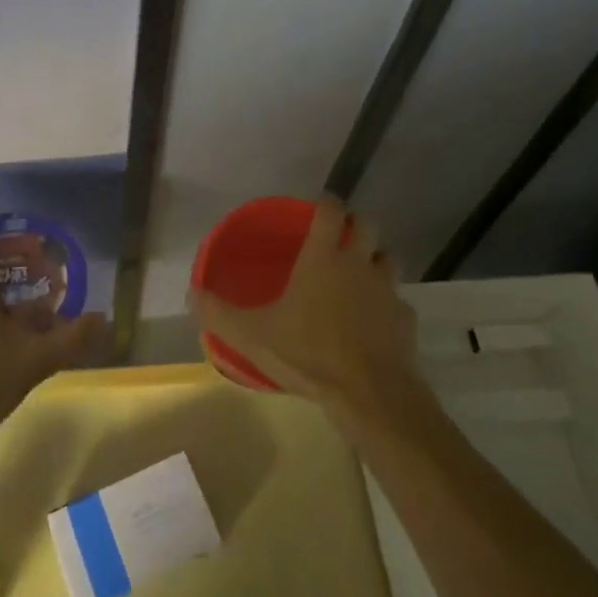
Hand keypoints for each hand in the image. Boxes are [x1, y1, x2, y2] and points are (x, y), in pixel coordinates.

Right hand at [189, 197, 416, 409]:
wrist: (370, 394)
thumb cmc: (308, 354)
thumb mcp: (251, 336)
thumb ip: (218, 313)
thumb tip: (191, 292)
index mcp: (324, 257)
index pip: (332, 210)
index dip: (327, 202)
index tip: (319, 206)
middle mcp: (359, 264)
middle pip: (368, 225)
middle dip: (356, 225)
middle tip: (340, 238)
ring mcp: (388, 290)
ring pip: (388, 259)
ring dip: (375, 261)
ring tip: (359, 277)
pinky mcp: (406, 319)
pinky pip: (398, 302)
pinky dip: (388, 306)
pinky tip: (375, 324)